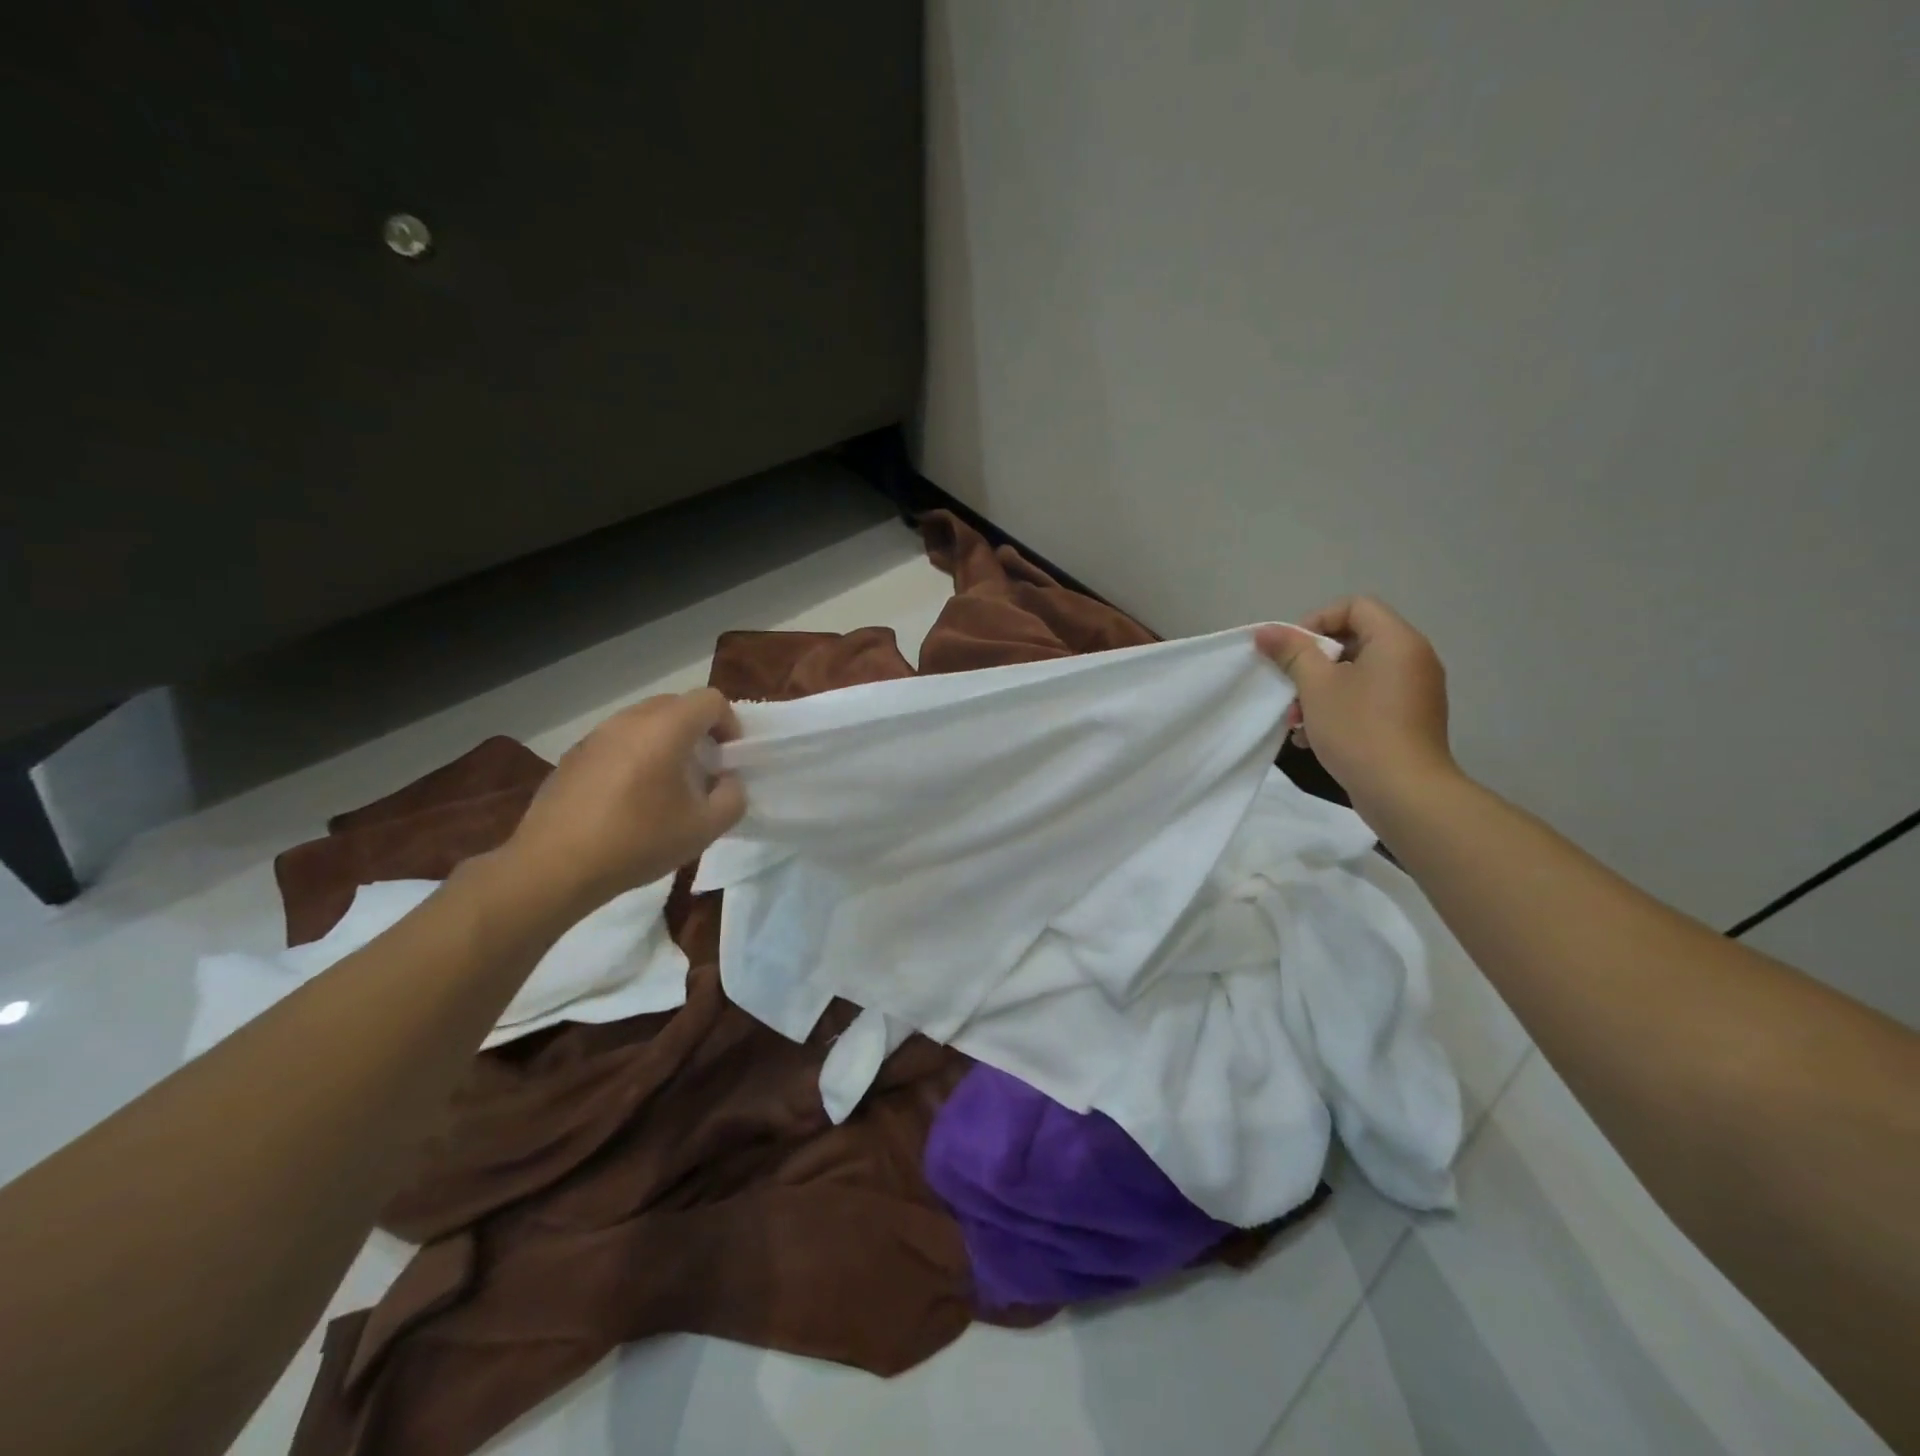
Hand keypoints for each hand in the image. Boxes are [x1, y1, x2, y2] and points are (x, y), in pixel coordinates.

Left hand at [501, 689, 745, 917]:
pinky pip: (618, 741)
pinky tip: (629, 798)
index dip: (730, 725)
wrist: (554, 867)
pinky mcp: (573, 755)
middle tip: (703, 770)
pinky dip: (635, 755)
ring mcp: (597, 735)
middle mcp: (630, 720)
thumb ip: (732, 797)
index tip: (728, 759)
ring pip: (645, 722)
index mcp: (666, 728)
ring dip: (666, 742)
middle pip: (677, 705)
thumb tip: (727, 781)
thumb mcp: (704, 828)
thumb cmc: (638, 842)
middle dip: (698, 731)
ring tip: (666, 785)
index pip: (710, 700)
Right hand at [1254, 598, 1455, 813]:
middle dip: (1312, 664)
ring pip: (1357, 675)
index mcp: (1397, 641)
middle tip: (1290, 689)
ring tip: (1296, 721)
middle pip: (1354, 641)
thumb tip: (1266, 631)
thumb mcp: (1316, 687)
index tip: (1292, 652)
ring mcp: (1414, 691)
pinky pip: (1369, 699)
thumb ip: (1291, 653)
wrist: (1405, 792)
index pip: (1354, 606)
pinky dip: (1339, 709)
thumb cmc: (1359, 730)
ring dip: (1320, 691)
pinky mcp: (1409, 720)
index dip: (1316, 621)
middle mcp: (1413, 659)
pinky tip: (1312, 738)